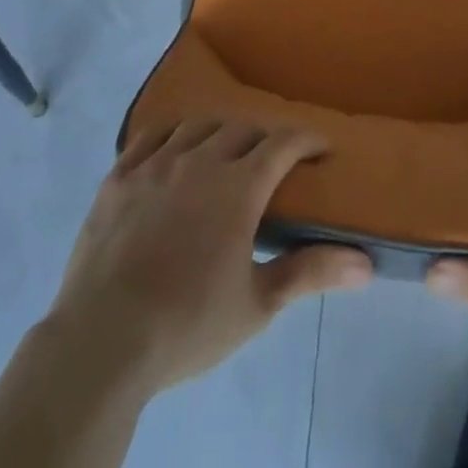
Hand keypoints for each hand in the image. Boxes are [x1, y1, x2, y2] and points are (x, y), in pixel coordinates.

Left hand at [45, 120, 374, 397]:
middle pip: (242, 128)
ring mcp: (156, 163)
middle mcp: (200, 160)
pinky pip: (151, 135)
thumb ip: (310, 272)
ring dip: (220, 131)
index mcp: (238, 187)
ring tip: (225, 150)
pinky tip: (175, 147)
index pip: (283, 144)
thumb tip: (365, 263)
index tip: (321, 147)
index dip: (307, 140)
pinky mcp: (119, 175)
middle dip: (265, 137)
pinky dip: (172, 134)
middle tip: (273, 160)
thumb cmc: (188, 325)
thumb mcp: (257, 305)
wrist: (103, 342)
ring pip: (198, 126)